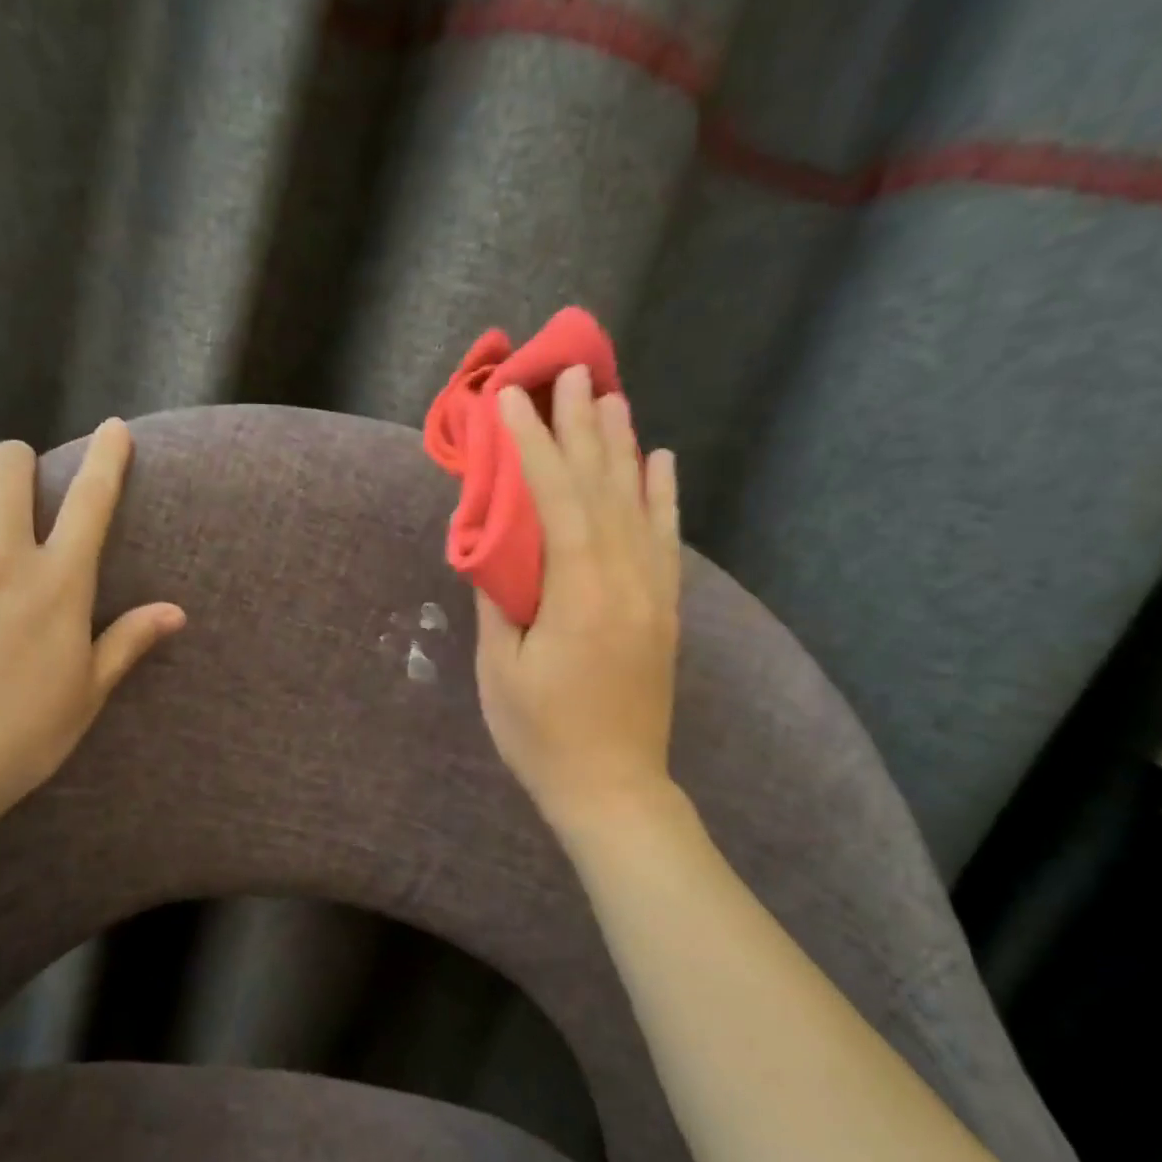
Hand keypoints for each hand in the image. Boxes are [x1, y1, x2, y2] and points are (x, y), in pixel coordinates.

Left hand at [0, 419, 184, 846]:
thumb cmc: (13, 741)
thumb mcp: (84, 696)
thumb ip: (127, 643)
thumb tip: (177, 612)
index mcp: (58, 585)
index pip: (93, 503)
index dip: (109, 459)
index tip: (115, 428)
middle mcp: (0, 555)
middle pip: (6, 466)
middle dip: (12, 467)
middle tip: (6, 495)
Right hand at [474, 365, 680, 839]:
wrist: (613, 788)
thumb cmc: (542, 735)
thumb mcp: (501, 670)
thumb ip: (500, 599)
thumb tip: (495, 545)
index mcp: (578, 593)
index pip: (555, 500)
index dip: (532, 446)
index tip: (512, 401)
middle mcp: (624, 579)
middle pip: (602, 487)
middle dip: (581, 427)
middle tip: (569, 373)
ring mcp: (652, 592)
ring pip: (638, 504)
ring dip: (623, 447)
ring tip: (611, 397)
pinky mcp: (664, 610)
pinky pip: (666, 540)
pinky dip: (663, 496)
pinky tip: (661, 461)